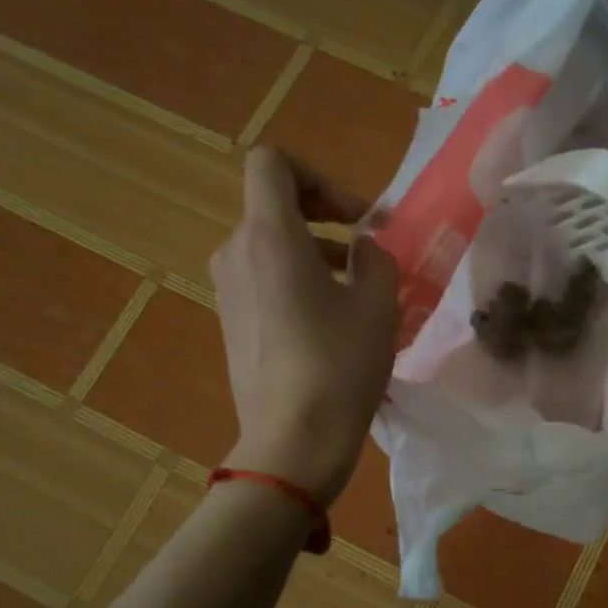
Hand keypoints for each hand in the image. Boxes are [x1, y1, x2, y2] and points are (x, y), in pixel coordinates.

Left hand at [211, 150, 398, 501]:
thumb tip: (361, 250)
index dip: (318, 178)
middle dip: (326, 218)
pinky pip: (263, 277)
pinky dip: (297, 280)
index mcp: (271, 237)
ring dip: (315, 252)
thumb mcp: (380, 305)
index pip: (272, 165)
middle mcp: (237, 252)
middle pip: (274, 206)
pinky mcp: (231, 320)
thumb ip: (376, 259)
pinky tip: (332, 322)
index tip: (354, 218)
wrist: (292, 442)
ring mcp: (228, 289)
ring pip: (271, 244)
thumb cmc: (340, 367)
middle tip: (369, 251)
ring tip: (359, 290)